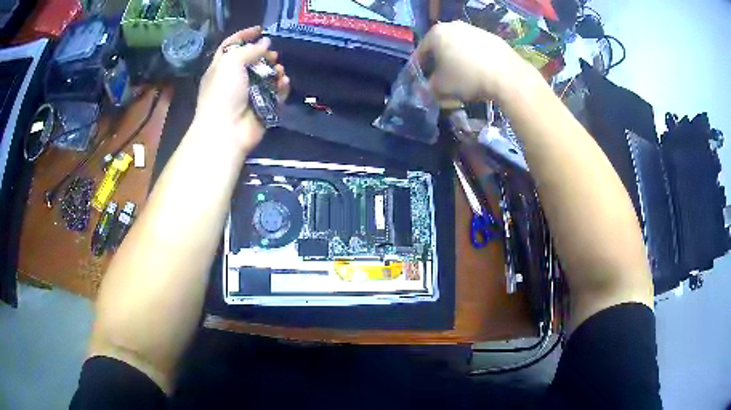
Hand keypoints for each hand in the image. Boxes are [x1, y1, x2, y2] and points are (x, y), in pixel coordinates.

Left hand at [192, 27, 290, 153]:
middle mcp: (234, 79)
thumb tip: (265, 43)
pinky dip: (281, 86)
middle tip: (273, 55)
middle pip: (252, 60)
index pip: (231, 46)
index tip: (260, 30)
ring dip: (274, 70)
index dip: (244, 36)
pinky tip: (284, 82)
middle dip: (264, 55)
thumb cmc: (222, 93)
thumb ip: (249, 50)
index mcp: (221, 68)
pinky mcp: (262, 107)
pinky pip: (276, 93)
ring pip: (266, 76)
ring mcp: (249, 94)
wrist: (225, 130)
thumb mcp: (230, 63)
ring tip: (278, 70)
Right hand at [416, 21, 532, 102]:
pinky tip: (478, 73)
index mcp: (436, 33)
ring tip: (461, 78)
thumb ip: (429, 88)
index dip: (418, 69)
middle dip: (438, 64)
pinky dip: (473, 60)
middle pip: (440, 47)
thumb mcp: (442, 87)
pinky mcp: (492, 37)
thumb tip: (424, 91)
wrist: (507, 75)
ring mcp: (474, 29)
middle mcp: (453, 26)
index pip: (421, 52)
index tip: (420, 82)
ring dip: (456, 61)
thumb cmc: (467, 78)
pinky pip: (476, 50)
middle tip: (439, 80)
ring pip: (459, 47)